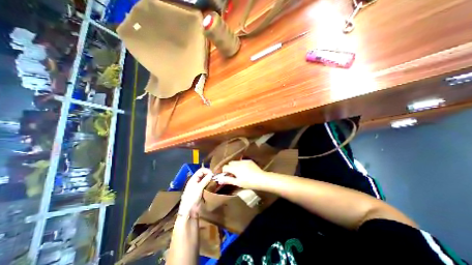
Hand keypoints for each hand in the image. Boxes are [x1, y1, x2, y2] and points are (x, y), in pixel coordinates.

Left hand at [178, 169, 213, 218]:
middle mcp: (195, 181)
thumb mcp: (199, 188)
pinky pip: (205, 184)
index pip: (201, 170)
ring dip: (209, 179)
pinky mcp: (200, 190)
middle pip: (203, 174)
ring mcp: (197, 185)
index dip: (207, 171)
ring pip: (204, 179)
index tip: (213, 175)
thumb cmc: (192, 197)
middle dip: (209, 174)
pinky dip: (208, 183)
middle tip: (214, 178)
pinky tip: (212, 185)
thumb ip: (205, 180)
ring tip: (214, 181)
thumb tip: (212, 174)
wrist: (188, 210)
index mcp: (193, 178)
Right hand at [214, 159, 268, 190]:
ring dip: (235, 166)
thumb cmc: (248, 183)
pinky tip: (245, 170)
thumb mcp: (237, 183)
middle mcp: (238, 162)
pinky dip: (240, 164)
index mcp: (234, 168)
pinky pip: (242, 161)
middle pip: (230, 163)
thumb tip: (219, 180)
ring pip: (236, 162)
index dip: (224, 171)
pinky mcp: (249, 161)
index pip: (225, 167)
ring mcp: (244, 161)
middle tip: (232, 174)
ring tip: (238, 172)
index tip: (226, 175)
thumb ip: (228, 180)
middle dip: (229, 167)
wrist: (261, 179)